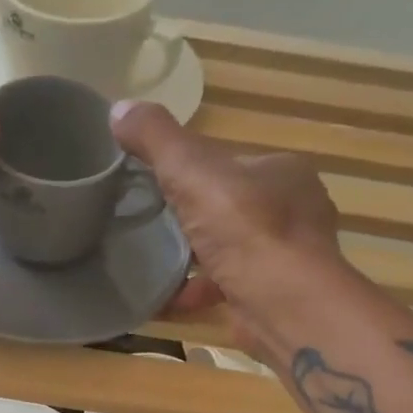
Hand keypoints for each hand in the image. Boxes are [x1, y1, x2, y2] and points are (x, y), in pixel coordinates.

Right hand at [110, 101, 344, 359]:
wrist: (284, 304)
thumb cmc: (246, 228)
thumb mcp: (192, 170)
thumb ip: (156, 139)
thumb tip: (119, 109)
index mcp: (283, 171)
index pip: (231, 163)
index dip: (193, 170)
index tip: (157, 183)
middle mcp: (293, 212)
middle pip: (230, 208)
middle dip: (193, 216)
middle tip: (149, 224)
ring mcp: (286, 259)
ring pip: (230, 251)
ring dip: (193, 257)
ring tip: (152, 261)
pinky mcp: (272, 298)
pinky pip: (225, 289)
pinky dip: (194, 293)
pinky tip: (163, 299)